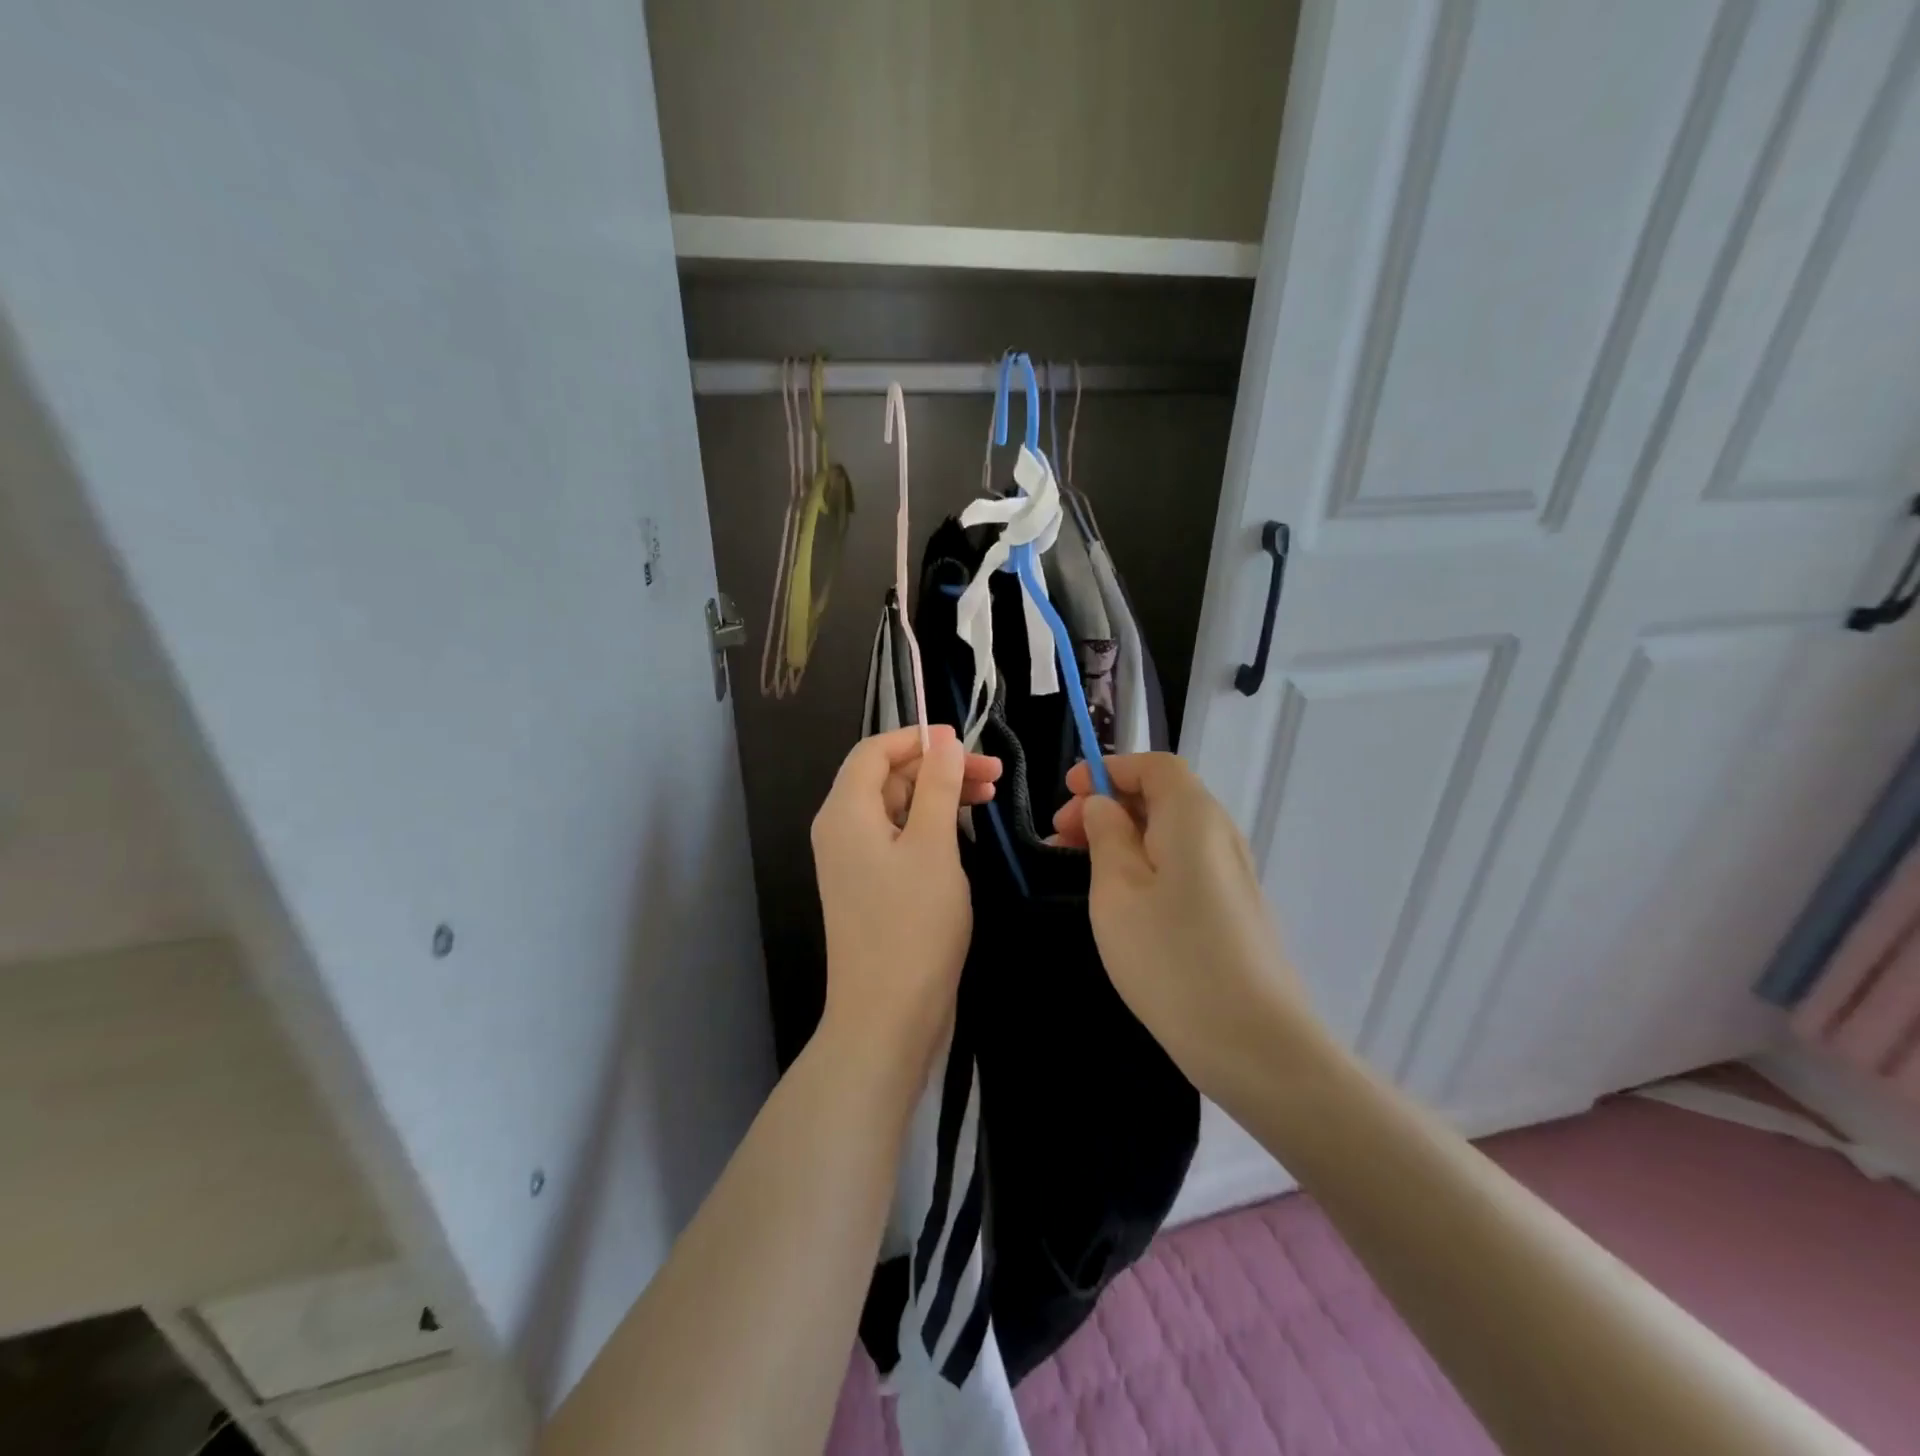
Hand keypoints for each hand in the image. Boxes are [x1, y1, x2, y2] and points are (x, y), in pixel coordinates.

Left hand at [811, 725, 1000, 1081]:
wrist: (888, 1016)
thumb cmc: (913, 925)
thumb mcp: (933, 846)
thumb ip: (938, 786)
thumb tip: (943, 741)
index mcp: (845, 812)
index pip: (874, 751)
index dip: (918, 738)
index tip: (965, 741)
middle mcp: (841, 830)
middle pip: (887, 777)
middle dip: (938, 767)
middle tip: (994, 774)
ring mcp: (853, 861)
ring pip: (897, 808)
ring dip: (939, 795)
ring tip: (990, 796)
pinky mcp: (870, 886)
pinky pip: (898, 838)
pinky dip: (930, 826)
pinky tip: (964, 830)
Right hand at [1050, 754, 1314, 1095]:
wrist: (1256, 1045)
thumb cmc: (1173, 959)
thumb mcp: (1118, 892)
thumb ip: (1106, 836)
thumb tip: (1103, 805)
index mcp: (1193, 817)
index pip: (1154, 765)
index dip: (1109, 768)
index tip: (1067, 791)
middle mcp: (1220, 835)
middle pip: (1162, 796)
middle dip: (1108, 804)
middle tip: (1060, 835)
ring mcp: (1231, 874)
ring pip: (1170, 833)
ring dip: (1123, 836)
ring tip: (1078, 865)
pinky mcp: (1233, 908)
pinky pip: (1183, 864)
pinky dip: (1145, 863)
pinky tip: (1119, 898)